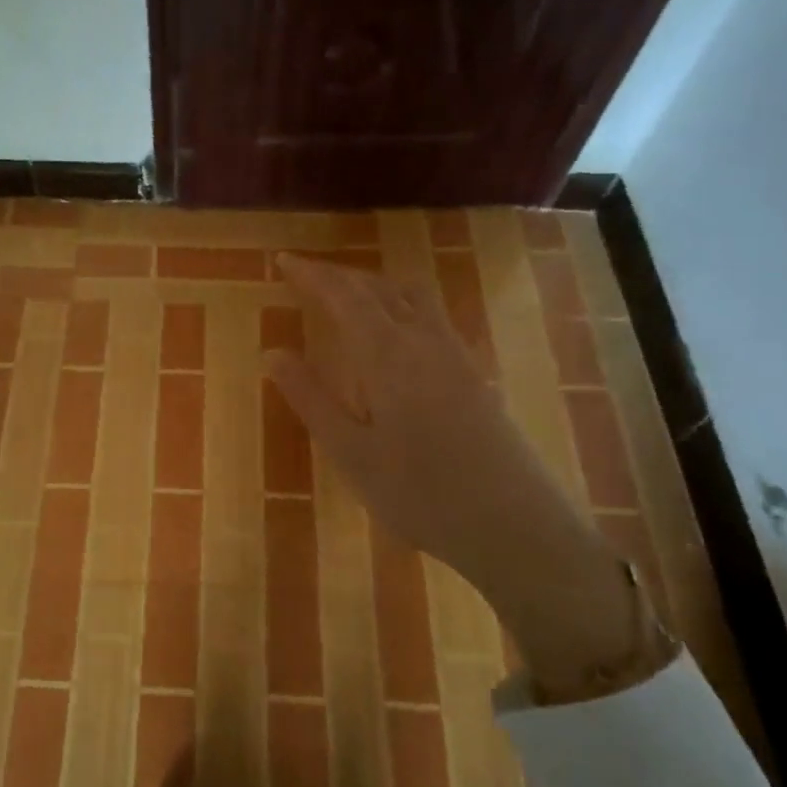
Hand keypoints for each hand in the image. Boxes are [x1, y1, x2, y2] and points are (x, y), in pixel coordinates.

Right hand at [267, 255, 668, 699]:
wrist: (515, 525)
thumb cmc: (420, 494)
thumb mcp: (350, 453)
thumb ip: (310, 398)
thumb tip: (272, 352)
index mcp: (389, 355)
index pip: (344, 296)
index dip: (312, 275)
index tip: (283, 261)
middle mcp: (425, 341)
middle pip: (380, 288)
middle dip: (340, 275)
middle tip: (306, 275)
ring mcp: (456, 355)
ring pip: (412, 297)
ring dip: (374, 284)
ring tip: (347, 292)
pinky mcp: (475, 374)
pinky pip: (432, 316)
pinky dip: (401, 303)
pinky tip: (397, 330)